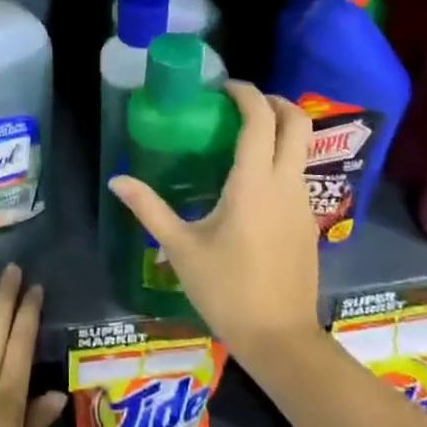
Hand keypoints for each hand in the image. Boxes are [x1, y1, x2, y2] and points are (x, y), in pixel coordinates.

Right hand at [109, 81, 322, 362]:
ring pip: (302, 148)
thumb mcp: (180, 248)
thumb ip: (149, 209)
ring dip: (280, 130)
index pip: (260, 120)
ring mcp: (302, 202)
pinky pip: (299, 173)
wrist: (281, 339)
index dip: (245, 94)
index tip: (222, 87)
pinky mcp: (309, 221)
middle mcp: (285, 183)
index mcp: (254, 183)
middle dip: (274, 102)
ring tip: (243, 137)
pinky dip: (282, 158)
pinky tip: (253, 180)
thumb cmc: (227, 290)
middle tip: (242, 103)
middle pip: (297, 123)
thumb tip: (117, 181)